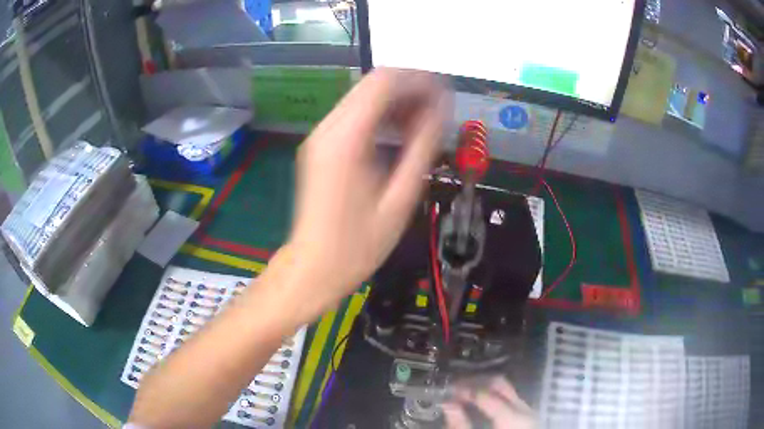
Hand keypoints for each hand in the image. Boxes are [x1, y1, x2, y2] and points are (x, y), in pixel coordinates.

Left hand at [278, 68, 448, 323]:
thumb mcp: (400, 198)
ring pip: (364, 98)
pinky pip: (355, 116)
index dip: (420, 80)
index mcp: (346, 138)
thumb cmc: (358, 244)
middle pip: (373, 84)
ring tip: (426, 123)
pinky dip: (381, 116)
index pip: (384, 83)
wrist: (314, 267)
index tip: (446, 93)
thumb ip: (422, 148)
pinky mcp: (320, 147)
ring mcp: (321, 136)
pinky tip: (401, 134)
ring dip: (397, 102)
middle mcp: (328, 128)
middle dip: (411, 89)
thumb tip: (441, 112)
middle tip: (440, 110)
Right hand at [443, 377, 535, 428]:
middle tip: (455, 387)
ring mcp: (528, 410)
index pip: (485, 393)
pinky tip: (479, 402)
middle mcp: (524, 408)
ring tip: (464, 393)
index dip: (464, 388)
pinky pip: (510, 397)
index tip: (447, 389)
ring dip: (484, 386)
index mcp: (512, 417)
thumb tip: (447, 404)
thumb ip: (460, 425)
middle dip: (476, 382)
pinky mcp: (527, 415)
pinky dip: (493, 395)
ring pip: (506, 388)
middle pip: (499, 383)